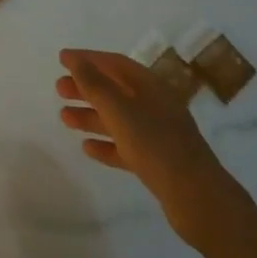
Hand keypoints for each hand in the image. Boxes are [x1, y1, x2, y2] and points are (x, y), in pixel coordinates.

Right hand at [56, 48, 242, 250]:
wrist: (198, 199)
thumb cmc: (156, 145)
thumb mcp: (120, 110)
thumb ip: (94, 84)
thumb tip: (74, 59)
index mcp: (151, 86)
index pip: (114, 63)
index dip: (88, 59)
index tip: (62, 58)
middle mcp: (155, 105)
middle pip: (115, 90)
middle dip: (86, 87)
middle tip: (58, 89)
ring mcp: (158, 134)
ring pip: (118, 119)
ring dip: (91, 116)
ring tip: (64, 118)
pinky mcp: (157, 162)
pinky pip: (125, 146)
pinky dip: (106, 144)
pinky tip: (87, 148)